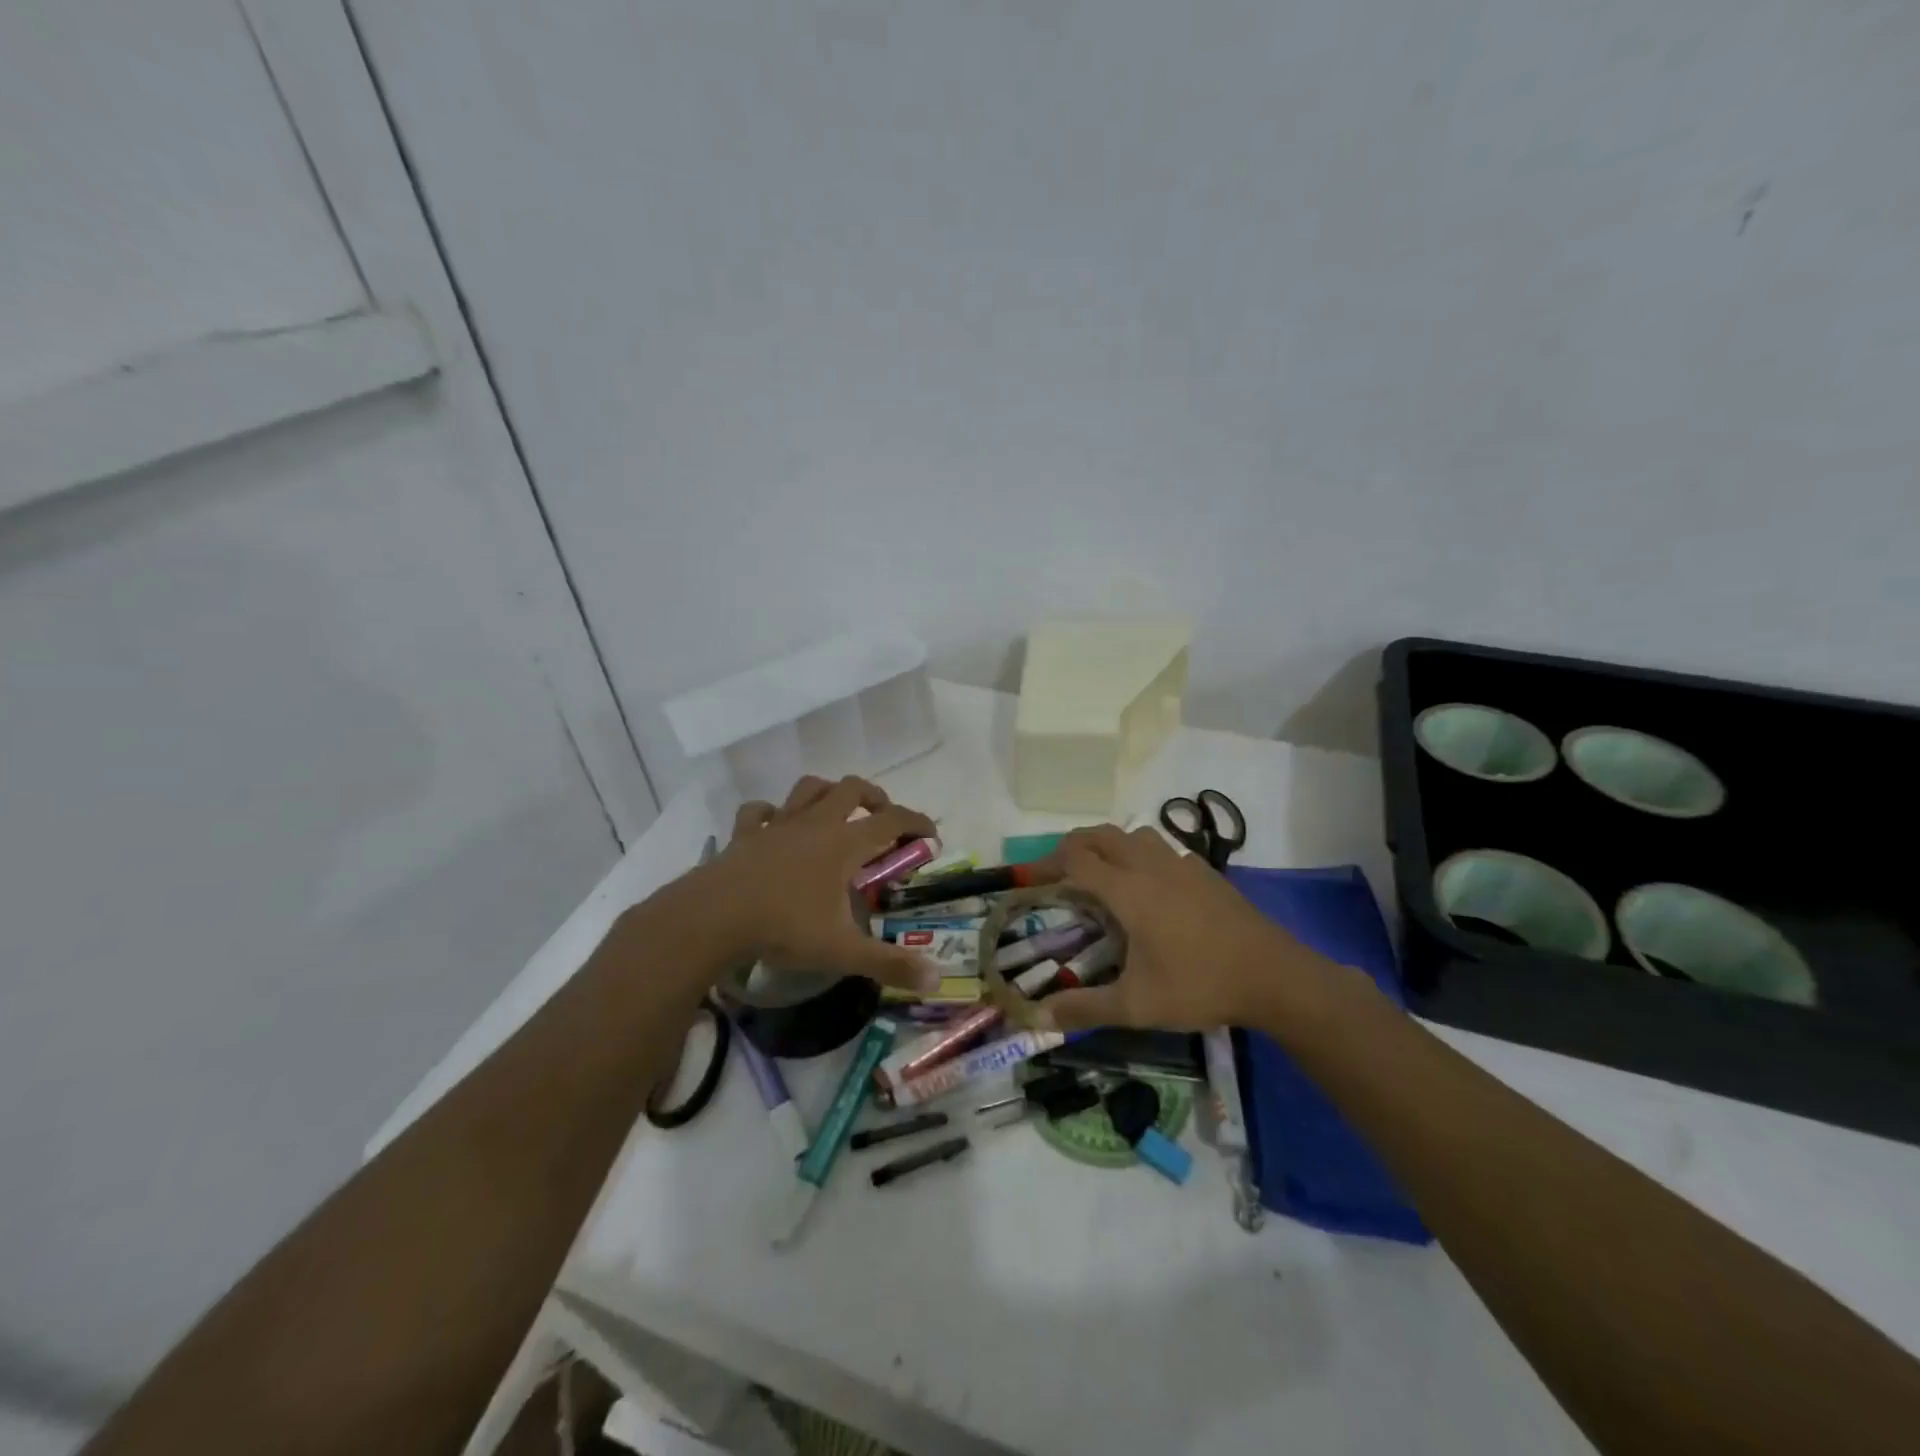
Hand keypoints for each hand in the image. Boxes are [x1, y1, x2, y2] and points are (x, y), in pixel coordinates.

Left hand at [686, 775, 940, 992]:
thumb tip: (936, 980)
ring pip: (808, 789)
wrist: (712, 918)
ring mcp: (777, 825)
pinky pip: (759, 811)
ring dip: (827, 792)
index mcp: (843, 845)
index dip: (916, 823)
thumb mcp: (842, 951)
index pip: (891, 821)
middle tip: (883, 819)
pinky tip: (774, 824)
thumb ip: (889, 964)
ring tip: (836, 810)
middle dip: (874, 797)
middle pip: (851, 789)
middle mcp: (814, 825)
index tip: (931, 835)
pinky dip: (770, 813)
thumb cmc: (783, 928)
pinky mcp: (745, 834)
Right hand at [1026, 824, 1330, 1030]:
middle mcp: (1149, 866)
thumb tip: (1039, 1016)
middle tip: (1057, 873)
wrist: (1274, 976)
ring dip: (1108, 844)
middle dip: (1072, 846)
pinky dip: (1140, 853)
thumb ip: (1086, 1008)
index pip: (1075, 858)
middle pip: (1100, 835)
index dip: (1046, 864)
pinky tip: (1148, 885)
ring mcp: (1180, 863)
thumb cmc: (1200, 985)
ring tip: (1100, 873)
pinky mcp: (1204, 870)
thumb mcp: (1137, 1005)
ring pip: (1133, 834)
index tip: (1029, 880)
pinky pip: (1161, 847)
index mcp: (1128, 891)